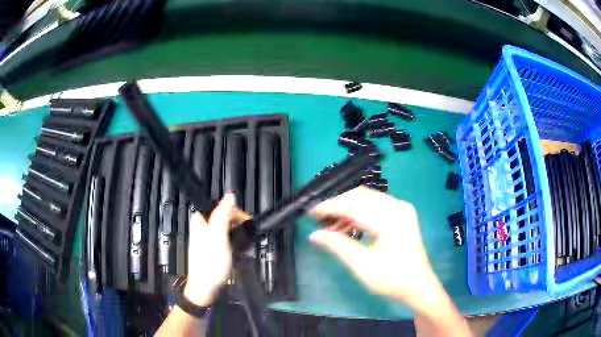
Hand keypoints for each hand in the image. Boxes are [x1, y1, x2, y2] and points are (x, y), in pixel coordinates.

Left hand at [183, 193, 248, 306]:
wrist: (205, 287)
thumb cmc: (210, 262)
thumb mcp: (218, 236)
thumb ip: (223, 214)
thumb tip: (230, 195)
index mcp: (201, 219)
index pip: (222, 207)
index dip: (237, 213)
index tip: (248, 223)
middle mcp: (203, 226)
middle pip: (225, 218)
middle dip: (239, 226)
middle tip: (249, 237)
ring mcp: (207, 238)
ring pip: (227, 229)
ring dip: (239, 236)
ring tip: (247, 246)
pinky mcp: (213, 249)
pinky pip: (226, 240)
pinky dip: (235, 244)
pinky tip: (241, 251)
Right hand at [309, 186, 440, 314]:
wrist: (417, 285)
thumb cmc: (392, 279)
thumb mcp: (362, 265)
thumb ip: (338, 246)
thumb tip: (315, 235)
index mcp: (391, 220)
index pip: (355, 205)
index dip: (331, 207)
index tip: (312, 212)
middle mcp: (398, 207)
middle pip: (361, 196)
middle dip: (338, 205)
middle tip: (319, 218)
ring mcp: (401, 209)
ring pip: (367, 199)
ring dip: (348, 209)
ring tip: (330, 225)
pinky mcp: (401, 214)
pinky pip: (375, 206)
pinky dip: (359, 213)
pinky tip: (346, 226)